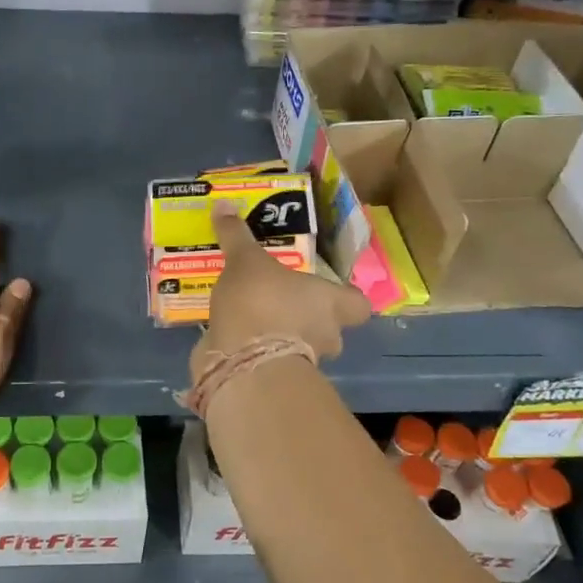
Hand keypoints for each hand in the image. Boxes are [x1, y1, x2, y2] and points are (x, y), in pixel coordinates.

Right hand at [195, 199, 370, 374]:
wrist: (242, 362)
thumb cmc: (260, 302)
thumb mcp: (245, 261)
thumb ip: (237, 236)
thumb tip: (224, 204)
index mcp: (330, 302)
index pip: (358, 304)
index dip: (346, 297)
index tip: (328, 290)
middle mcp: (325, 333)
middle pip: (329, 326)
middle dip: (308, 316)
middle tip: (282, 299)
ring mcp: (303, 362)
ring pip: (300, 345)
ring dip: (281, 334)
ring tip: (251, 314)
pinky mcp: (274, 378)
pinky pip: (270, 360)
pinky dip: (257, 350)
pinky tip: (235, 335)